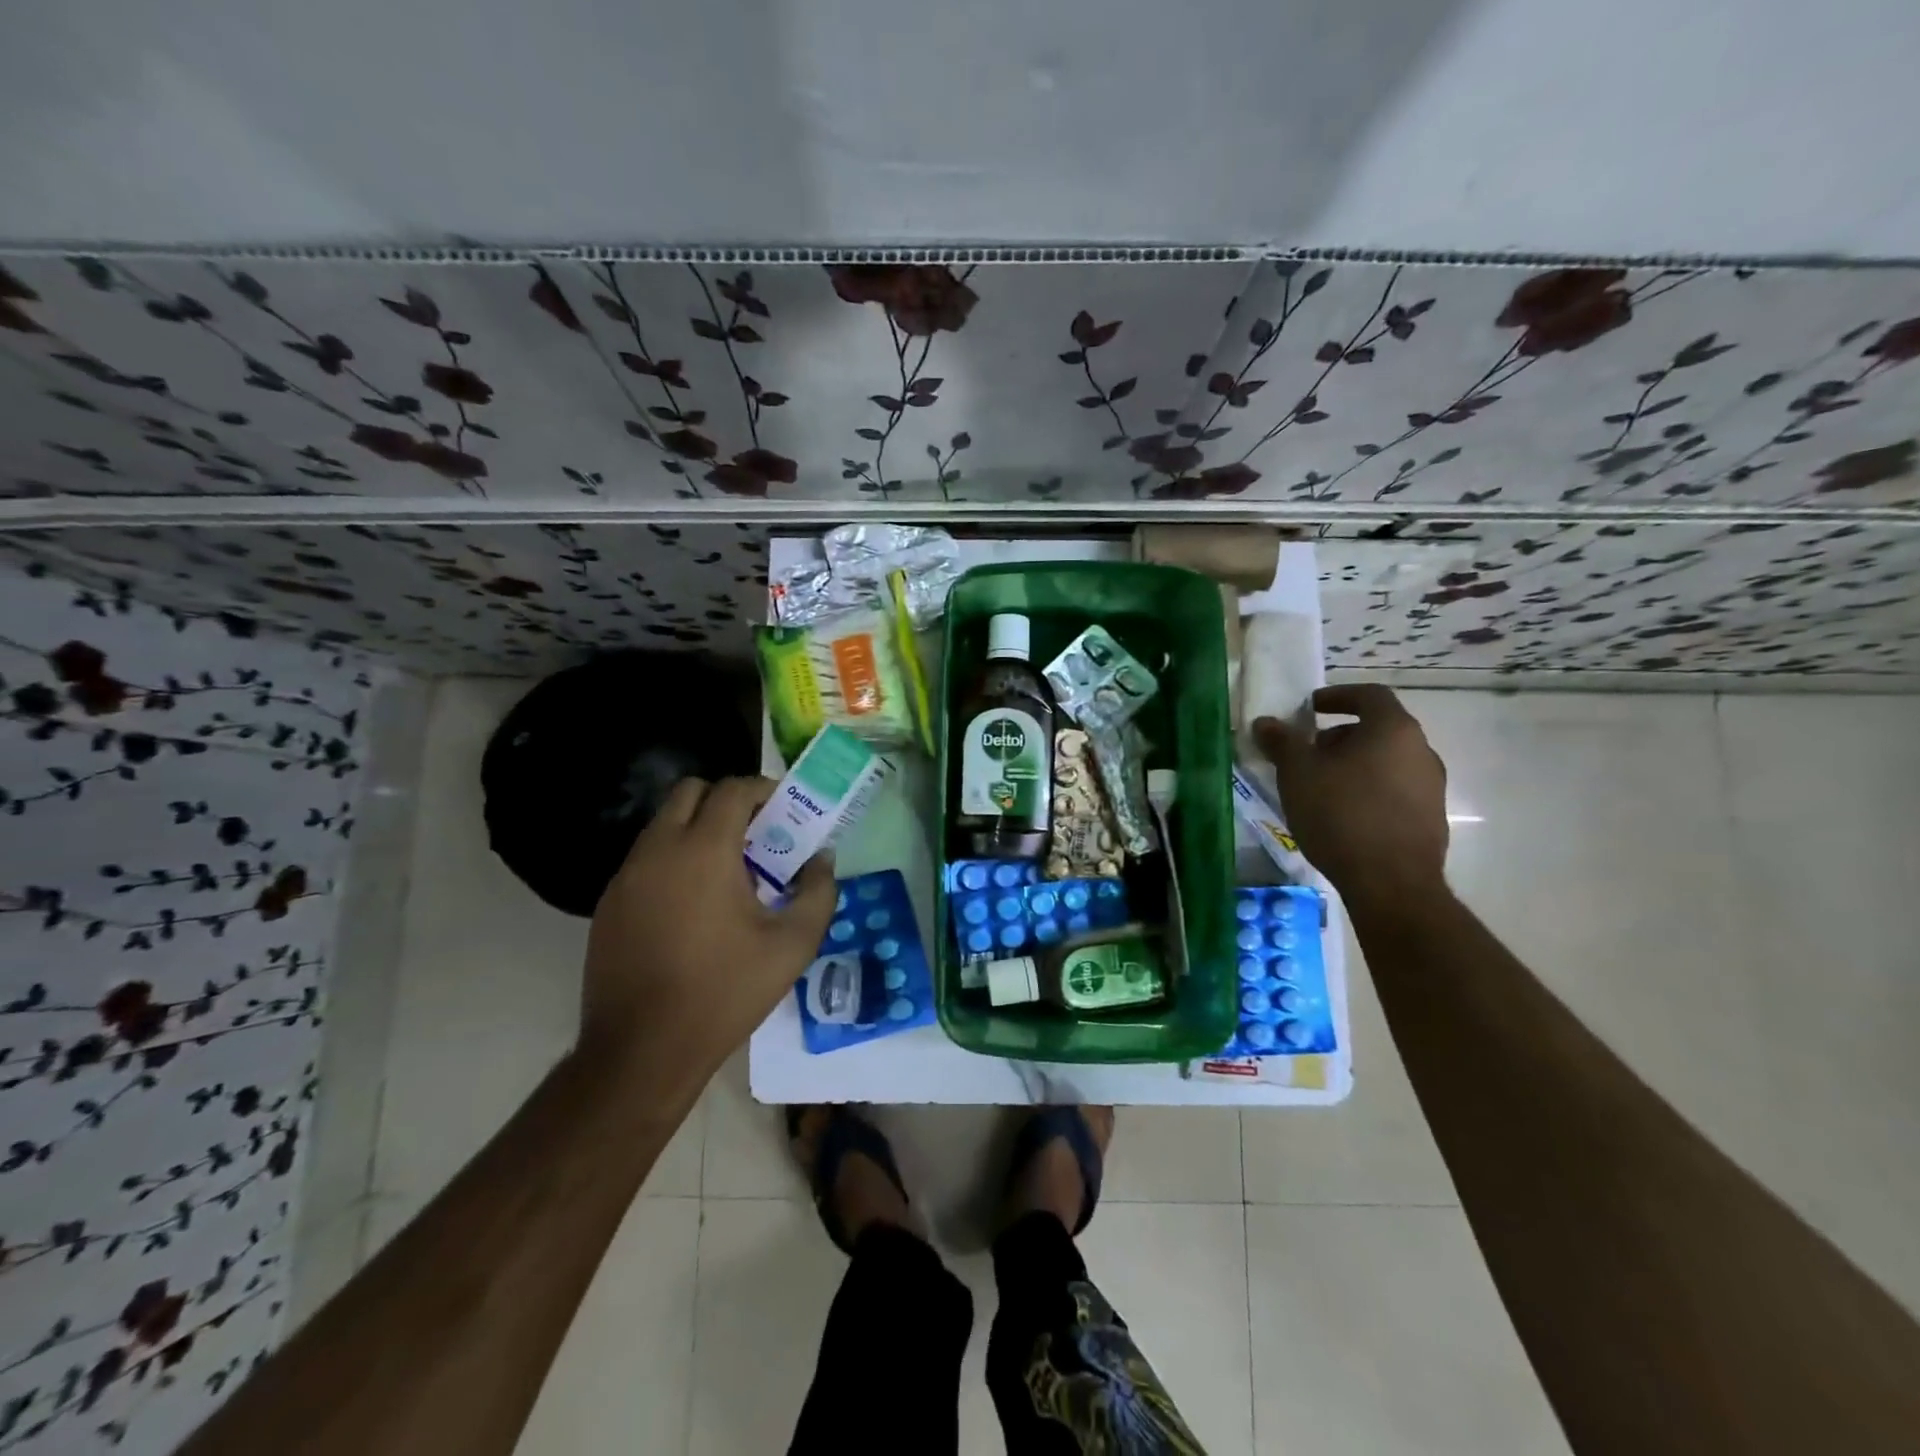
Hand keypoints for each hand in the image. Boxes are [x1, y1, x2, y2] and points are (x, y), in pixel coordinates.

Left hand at [579, 776, 835, 1078]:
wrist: (642, 1051)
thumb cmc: (725, 992)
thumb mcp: (793, 945)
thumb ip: (818, 891)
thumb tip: (822, 858)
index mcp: (704, 850)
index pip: (732, 789)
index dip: (763, 790)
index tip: (785, 811)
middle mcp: (659, 850)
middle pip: (690, 792)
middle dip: (726, 801)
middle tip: (755, 835)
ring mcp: (626, 876)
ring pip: (663, 824)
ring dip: (697, 829)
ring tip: (727, 872)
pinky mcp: (608, 903)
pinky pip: (645, 859)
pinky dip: (673, 859)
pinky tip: (692, 905)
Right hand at [1254, 684, 1449, 909]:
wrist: (1391, 884)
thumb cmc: (1341, 814)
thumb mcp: (1298, 774)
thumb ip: (1283, 742)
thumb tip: (1266, 722)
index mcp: (1393, 730)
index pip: (1369, 695)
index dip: (1337, 695)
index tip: (1310, 708)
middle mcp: (1421, 751)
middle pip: (1378, 729)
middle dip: (1339, 736)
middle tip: (1307, 754)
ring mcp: (1432, 786)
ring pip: (1386, 761)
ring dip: (1353, 765)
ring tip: (1320, 787)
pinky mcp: (1431, 818)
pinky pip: (1395, 790)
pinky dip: (1368, 790)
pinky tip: (1342, 815)